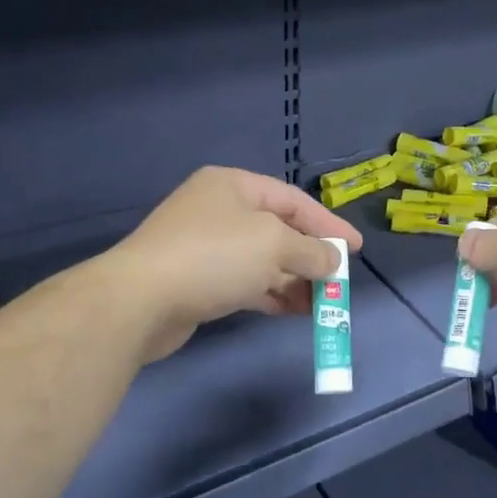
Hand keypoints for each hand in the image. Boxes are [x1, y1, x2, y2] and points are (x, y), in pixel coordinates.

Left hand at [108, 167, 361, 363]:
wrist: (140, 301)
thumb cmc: (214, 257)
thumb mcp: (274, 245)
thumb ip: (311, 251)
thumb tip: (331, 261)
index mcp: (234, 187)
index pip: (294, 201)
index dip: (329, 224)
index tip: (356, 249)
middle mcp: (219, 210)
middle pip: (279, 231)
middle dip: (311, 257)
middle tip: (338, 280)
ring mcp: (205, 246)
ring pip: (263, 260)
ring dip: (294, 280)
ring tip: (322, 303)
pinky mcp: (198, 280)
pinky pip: (246, 282)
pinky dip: (271, 293)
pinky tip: (293, 310)